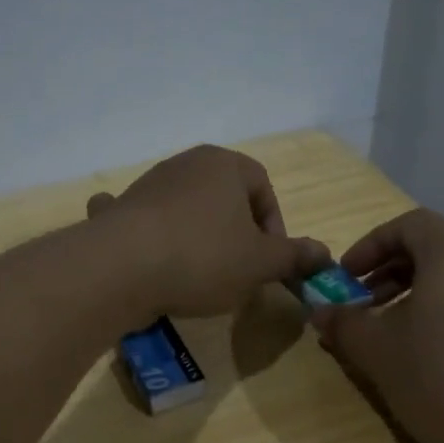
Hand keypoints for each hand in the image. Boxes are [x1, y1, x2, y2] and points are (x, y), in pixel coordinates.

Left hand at [88, 146, 330, 318]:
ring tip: (199, 277)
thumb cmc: (202, 257)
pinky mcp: (119, 212)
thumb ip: (293, 257)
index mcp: (224, 166)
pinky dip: (148, 235)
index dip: (274, 226)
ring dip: (198, 237)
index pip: (263, 187)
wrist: (120, 267)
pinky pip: (142, 219)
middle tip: (239, 270)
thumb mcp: (260, 263)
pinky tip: (146, 256)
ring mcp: (147, 186)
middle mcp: (184, 165)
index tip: (270, 260)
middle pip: (223, 197)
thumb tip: (324, 254)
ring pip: (185, 209)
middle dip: (236, 232)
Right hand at [311, 209, 443, 442]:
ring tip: (396, 338)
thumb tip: (321, 311)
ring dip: (418, 297)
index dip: (371, 245)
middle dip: (390, 273)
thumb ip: (345, 325)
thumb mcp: (380, 354)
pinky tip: (438, 361)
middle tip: (364, 307)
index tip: (347, 277)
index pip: (409, 224)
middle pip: (434, 250)